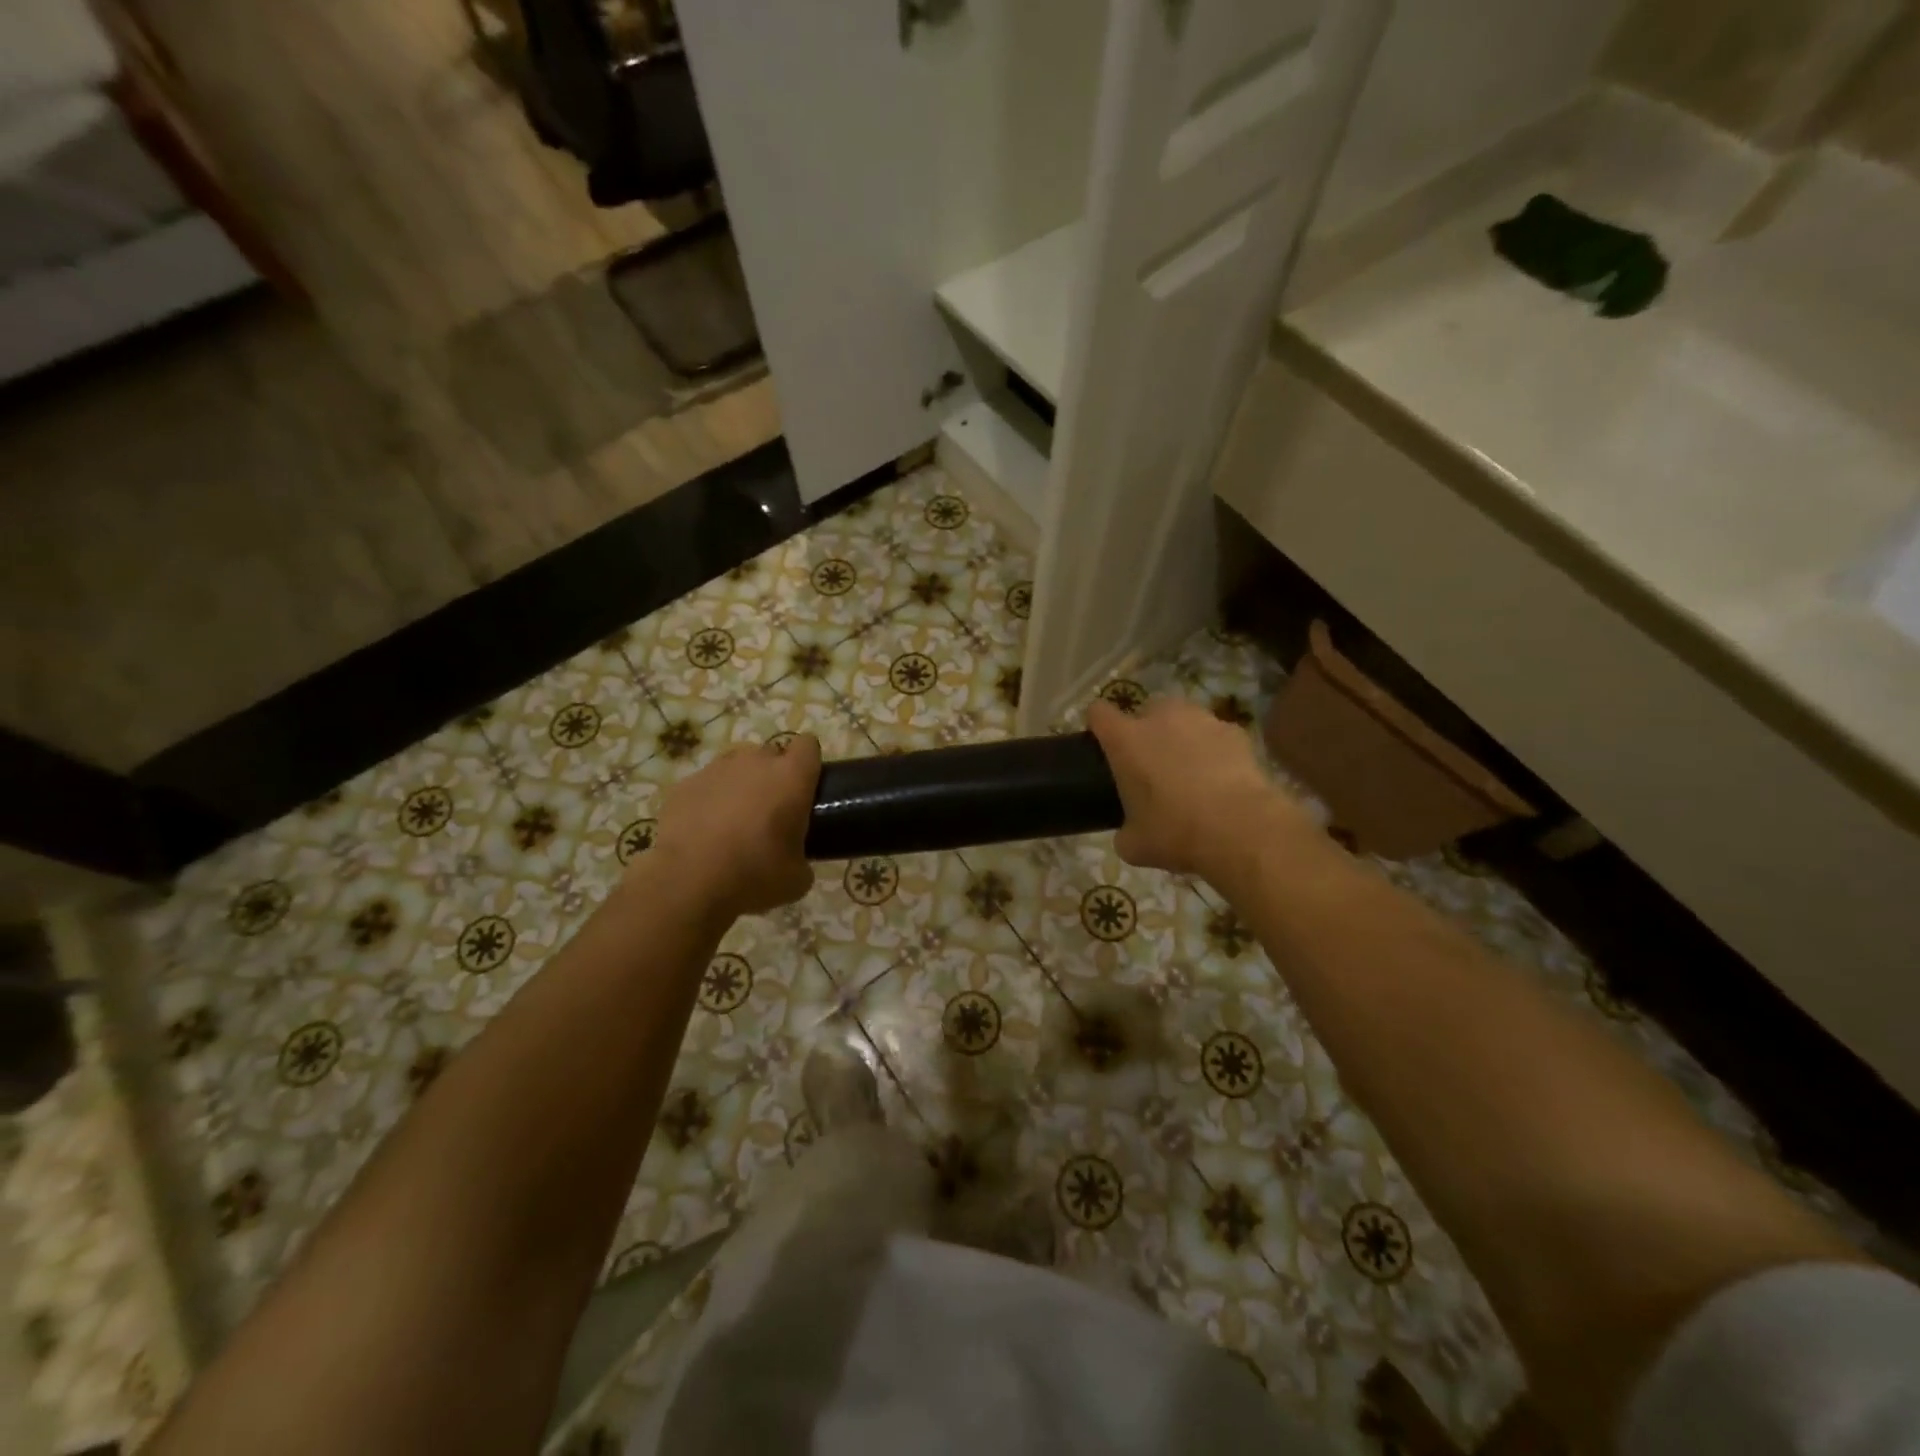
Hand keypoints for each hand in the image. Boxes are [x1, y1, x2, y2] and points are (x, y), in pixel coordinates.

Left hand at [647, 736, 820, 918]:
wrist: (688, 882)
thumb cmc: (754, 874)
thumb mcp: (797, 879)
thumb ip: (803, 857)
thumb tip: (795, 859)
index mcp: (791, 776)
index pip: (808, 745)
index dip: (808, 763)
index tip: (806, 787)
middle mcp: (755, 762)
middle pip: (771, 754)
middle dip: (773, 776)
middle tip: (771, 812)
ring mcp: (715, 769)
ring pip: (735, 766)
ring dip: (740, 785)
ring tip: (734, 821)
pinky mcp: (683, 785)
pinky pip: (704, 785)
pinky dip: (707, 801)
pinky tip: (702, 831)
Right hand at [1088, 696, 1316, 881]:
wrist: (1240, 830)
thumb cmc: (1176, 833)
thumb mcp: (1134, 845)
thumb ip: (1124, 829)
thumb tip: (1129, 831)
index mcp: (1126, 741)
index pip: (1098, 713)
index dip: (1098, 725)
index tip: (1102, 743)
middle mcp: (1160, 719)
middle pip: (1145, 709)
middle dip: (1146, 730)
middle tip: (1151, 763)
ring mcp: (1201, 720)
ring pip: (1183, 718)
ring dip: (1181, 736)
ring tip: (1190, 770)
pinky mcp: (1235, 731)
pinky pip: (1216, 734)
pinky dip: (1215, 750)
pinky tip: (1221, 778)